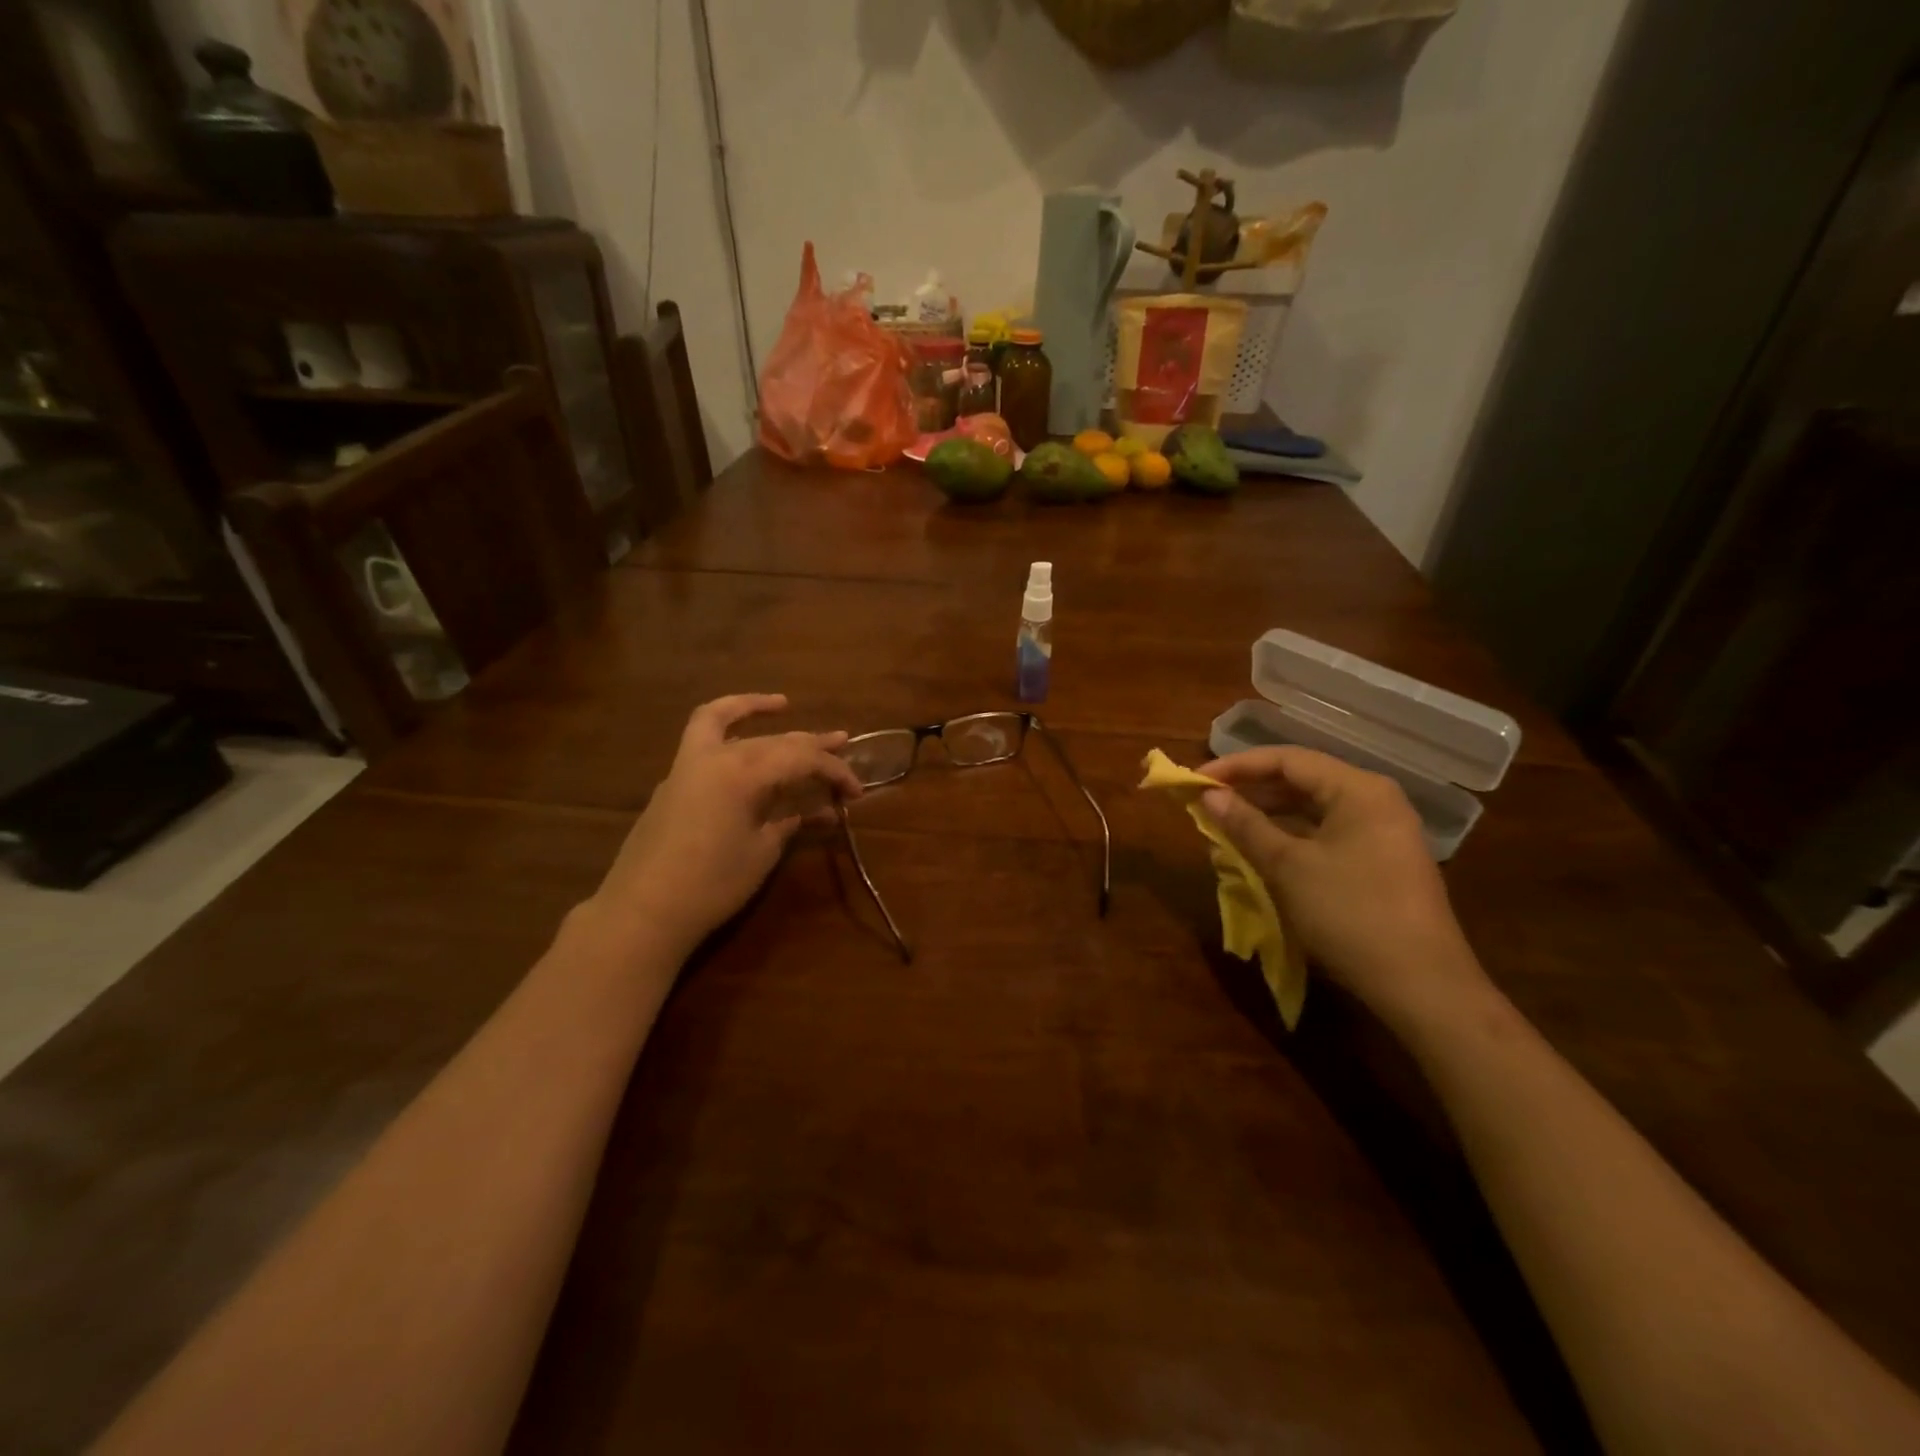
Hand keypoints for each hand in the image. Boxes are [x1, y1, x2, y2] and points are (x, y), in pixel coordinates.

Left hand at [586, 695, 863, 956]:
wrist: (643, 912)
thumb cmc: (712, 884)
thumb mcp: (762, 853)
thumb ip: (787, 822)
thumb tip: (813, 811)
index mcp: (744, 772)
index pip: (802, 758)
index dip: (835, 771)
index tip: (856, 792)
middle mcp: (715, 756)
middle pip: (773, 739)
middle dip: (811, 744)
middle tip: (841, 743)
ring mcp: (687, 766)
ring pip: (724, 721)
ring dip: (753, 709)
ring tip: (782, 704)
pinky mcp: (673, 783)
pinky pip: (702, 740)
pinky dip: (726, 729)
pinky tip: (743, 739)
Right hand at [1197, 746, 1487, 1023]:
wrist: (1422, 986)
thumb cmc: (1351, 914)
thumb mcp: (1288, 866)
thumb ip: (1246, 825)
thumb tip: (1208, 795)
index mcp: (1358, 789)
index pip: (1287, 759)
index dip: (1236, 766)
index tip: (1195, 779)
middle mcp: (1374, 800)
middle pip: (1301, 779)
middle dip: (1251, 789)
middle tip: (1206, 801)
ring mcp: (1382, 831)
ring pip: (1312, 807)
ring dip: (1268, 813)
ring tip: (1226, 824)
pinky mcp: (1381, 860)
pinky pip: (1326, 832)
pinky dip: (1290, 835)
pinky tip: (1262, 850)